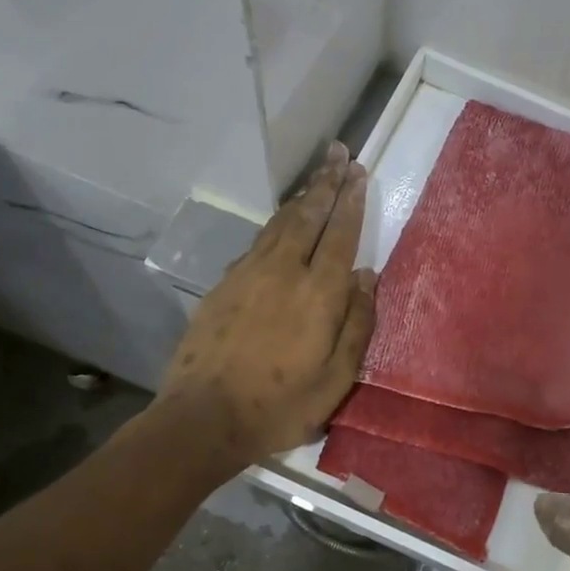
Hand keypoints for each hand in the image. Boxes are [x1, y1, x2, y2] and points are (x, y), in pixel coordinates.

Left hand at [156, 143, 376, 464]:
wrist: (203, 417)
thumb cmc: (280, 405)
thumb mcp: (336, 378)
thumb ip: (356, 323)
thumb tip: (366, 276)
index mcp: (318, 292)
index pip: (340, 234)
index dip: (350, 201)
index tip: (357, 172)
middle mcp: (284, 271)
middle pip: (308, 216)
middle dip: (326, 183)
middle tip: (338, 153)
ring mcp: (248, 274)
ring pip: (280, 224)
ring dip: (301, 198)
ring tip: (316, 179)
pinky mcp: (224, 285)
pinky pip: (257, 243)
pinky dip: (275, 225)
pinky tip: (281, 224)